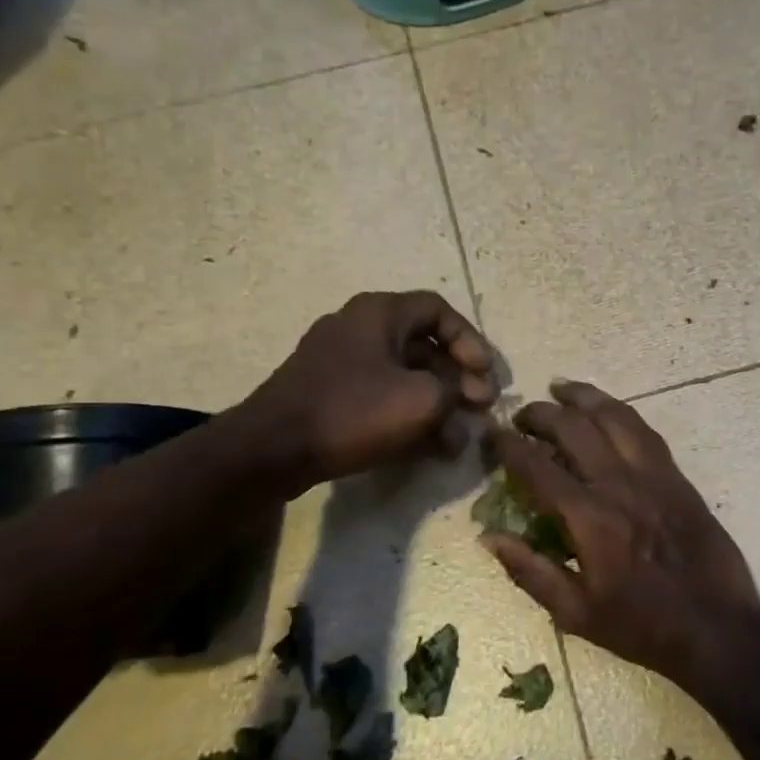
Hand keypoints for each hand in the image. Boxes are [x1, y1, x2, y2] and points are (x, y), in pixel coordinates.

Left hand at [244, 292, 495, 492]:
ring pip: (404, 377)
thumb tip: (462, 397)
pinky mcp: (330, 395)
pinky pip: (381, 397)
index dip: (470, 341)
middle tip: (480, 409)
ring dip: (437, 405)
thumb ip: (454, 392)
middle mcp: (359, 328)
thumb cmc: (354, 411)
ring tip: (457, 441)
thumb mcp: (422, 400)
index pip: (438, 311)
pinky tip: (430, 448)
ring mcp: (341, 363)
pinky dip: (408, 416)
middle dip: (458, 380)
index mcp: (379, 313)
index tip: (485, 375)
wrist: (273, 448)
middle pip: (423, 347)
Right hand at [484, 380, 759, 698]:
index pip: (539, 467)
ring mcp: (654, 476)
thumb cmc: (642, 626)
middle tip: (523, 416)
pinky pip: (646, 431)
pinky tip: (608, 411)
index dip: (510, 446)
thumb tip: (489, 537)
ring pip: (615, 417)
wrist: (716, 627)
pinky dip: (621, 412)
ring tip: (560, 388)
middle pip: (575, 429)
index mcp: (590, 519)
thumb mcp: (576, 613)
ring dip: (584, 397)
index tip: (493, 435)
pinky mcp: (678, 477)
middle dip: (542, 414)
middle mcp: (620, 485)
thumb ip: (530, 571)